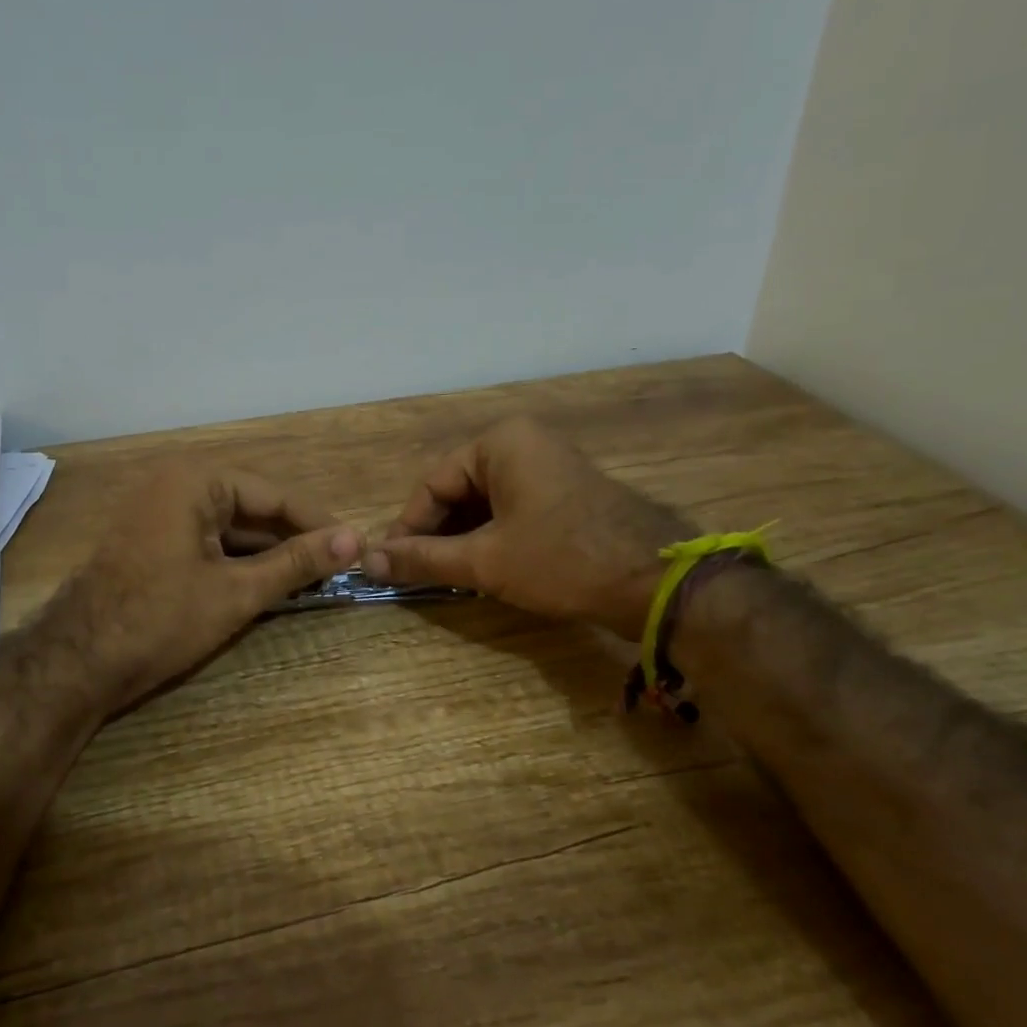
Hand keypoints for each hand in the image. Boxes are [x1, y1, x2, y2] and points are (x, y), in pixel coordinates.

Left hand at [52, 462, 362, 710]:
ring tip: (311, 580)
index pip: (274, 494)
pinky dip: (236, 562)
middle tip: (337, 568)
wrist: (77, 663)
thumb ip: (297, 563)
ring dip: (266, 553)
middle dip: (291, 539)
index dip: (317, 522)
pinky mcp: (150, 541)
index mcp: (196, 480)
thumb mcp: (237, 592)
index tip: (355, 545)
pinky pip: (206, 542)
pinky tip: (266, 584)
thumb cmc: (161, 619)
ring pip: (229, 528)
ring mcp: (158, 513)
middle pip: (251, 508)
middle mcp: (175, 484)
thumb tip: (355, 540)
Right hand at [364, 416, 691, 636]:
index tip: (390, 563)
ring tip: (444, 576)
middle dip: (436, 533)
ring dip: (461, 538)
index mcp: (500, 443)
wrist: (657, 583)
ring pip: (483, 503)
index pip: (432, 483)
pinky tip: (479, 568)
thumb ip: (423, 558)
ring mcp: (548, 466)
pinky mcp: (564, 493)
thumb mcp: (484, 561)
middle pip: (458, 490)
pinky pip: (510, 509)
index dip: (407, 526)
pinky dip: (490, 537)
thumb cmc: (562, 560)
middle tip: (416, 573)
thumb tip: (368, 561)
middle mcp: (523, 443)